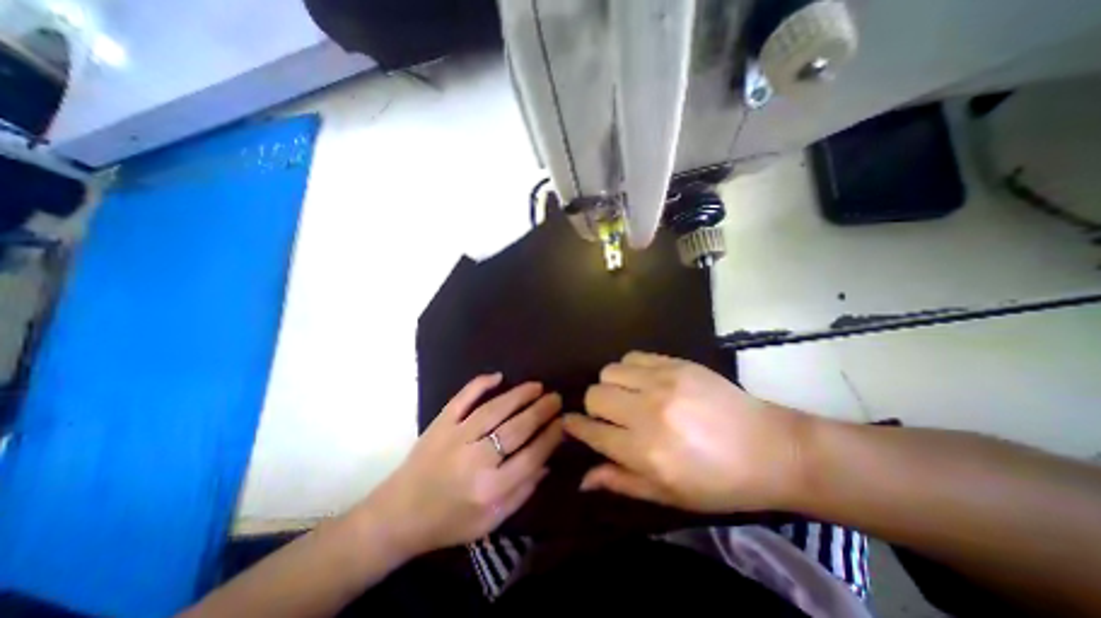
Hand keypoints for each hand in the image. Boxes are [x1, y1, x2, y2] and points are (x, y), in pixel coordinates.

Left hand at [364, 373, 561, 556]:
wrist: (398, 515)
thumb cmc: (448, 522)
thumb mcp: (490, 522)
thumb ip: (522, 492)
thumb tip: (547, 461)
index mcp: (490, 489)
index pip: (531, 456)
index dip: (551, 436)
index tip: (564, 422)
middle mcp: (475, 460)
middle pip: (517, 429)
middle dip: (541, 411)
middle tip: (556, 398)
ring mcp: (456, 436)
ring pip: (495, 409)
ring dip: (519, 395)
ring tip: (537, 386)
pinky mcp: (440, 423)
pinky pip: (462, 398)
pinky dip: (480, 384)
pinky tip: (498, 376)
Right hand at [567, 351, 806, 513]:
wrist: (770, 447)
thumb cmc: (719, 482)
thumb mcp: (669, 495)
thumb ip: (621, 482)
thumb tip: (583, 477)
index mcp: (646, 452)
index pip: (593, 432)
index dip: (575, 426)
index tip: (570, 423)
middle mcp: (649, 413)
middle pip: (595, 395)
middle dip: (594, 406)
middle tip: (609, 415)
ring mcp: (663, 383)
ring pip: (610, 371)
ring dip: (611, 385)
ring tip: (628, 395)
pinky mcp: (676, 364)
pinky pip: (633, 356)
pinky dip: (630, 369)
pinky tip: (644, 381)